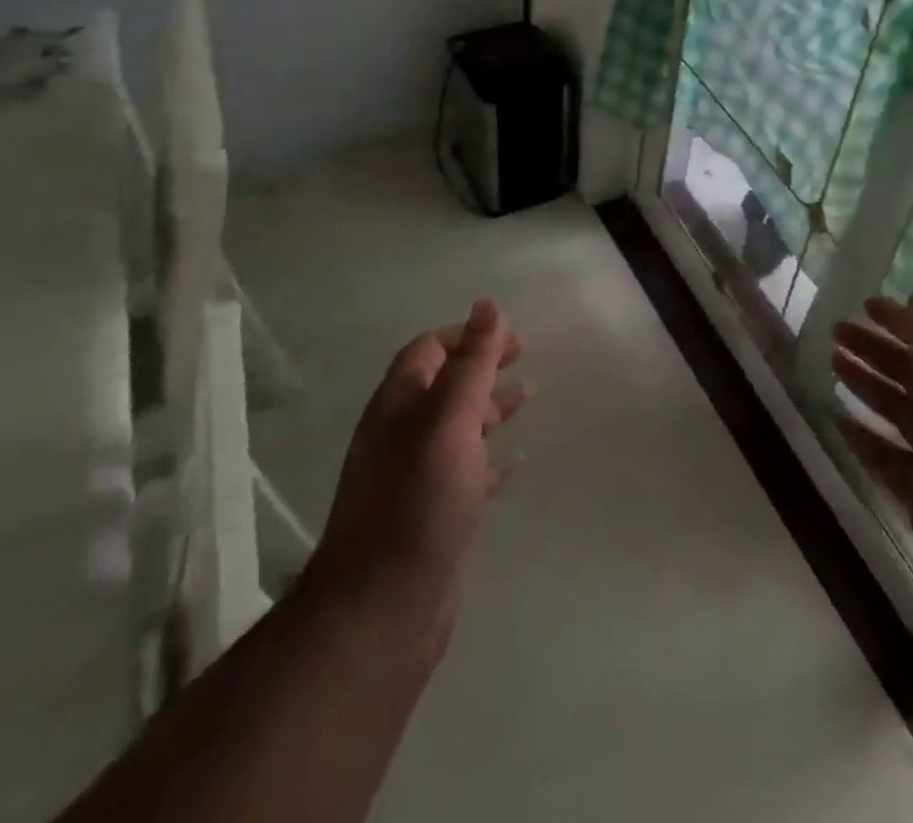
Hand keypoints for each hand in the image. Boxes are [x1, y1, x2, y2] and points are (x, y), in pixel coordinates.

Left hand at [307, 299, 526, 640]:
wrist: (384, 608)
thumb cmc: (419, 500)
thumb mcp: (450, 420)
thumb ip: (472, 363)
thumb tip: (486, 304)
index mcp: (400, 405)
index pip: (429, 350)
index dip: (466, 335)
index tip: (509, 335)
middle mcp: (403, 434)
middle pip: (444, 385)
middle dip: (482, 366)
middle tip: (524, 358)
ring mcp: (416, 477)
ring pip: (458, 427)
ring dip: (489, 407)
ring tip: (528, 397)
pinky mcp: (434, 514)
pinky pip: (467, 470)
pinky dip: (492, 457)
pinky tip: (518, 460)